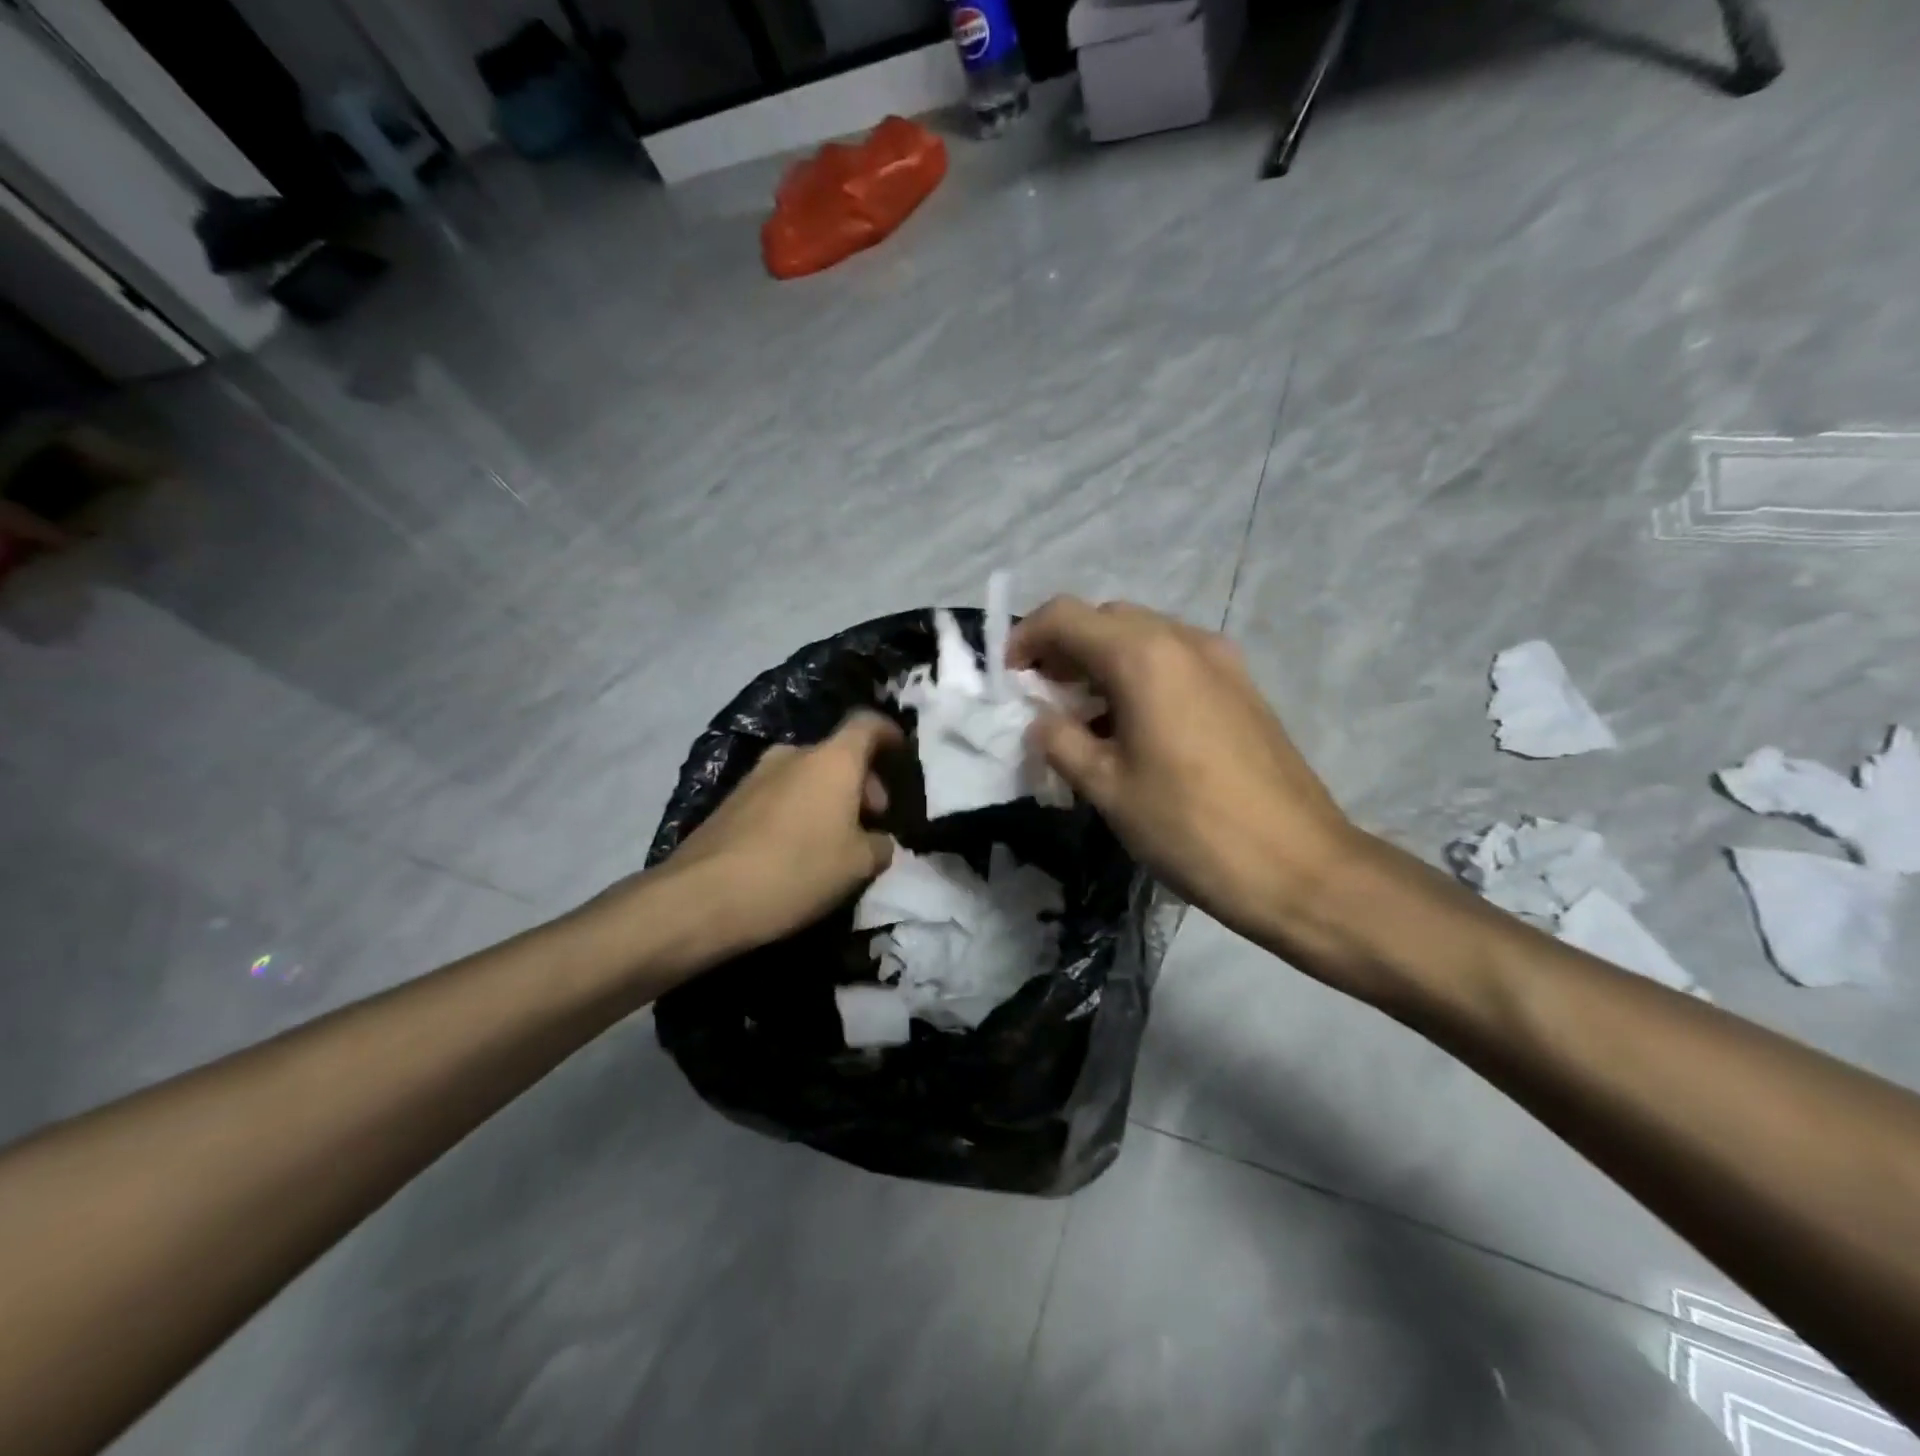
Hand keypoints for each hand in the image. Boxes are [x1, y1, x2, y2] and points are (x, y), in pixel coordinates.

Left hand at [659, 711, 901, 958]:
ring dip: (828, 797)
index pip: (868, 724)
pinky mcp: (730, 801)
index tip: (901, 753)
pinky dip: (798, 810)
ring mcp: (756, 776)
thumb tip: (877, 840)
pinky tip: (797, 849)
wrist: (703, 897)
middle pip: (838, 754)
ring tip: (835, 839)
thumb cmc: (796, 871)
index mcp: (832, 760)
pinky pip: (779, 795)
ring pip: (807, 775)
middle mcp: (793, 755)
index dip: (889, 734)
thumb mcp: (859, 865)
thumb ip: (880, 845)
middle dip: (861, 781)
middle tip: (871, 819)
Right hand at [1009, 598, 1361, 950]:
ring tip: (1083, 715)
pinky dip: (1139, 675)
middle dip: (1065, 648)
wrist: (1300, 867)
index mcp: (1144, 656)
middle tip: (1043, 696)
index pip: (1065, 616)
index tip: (1009, 679)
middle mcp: (1184, 640)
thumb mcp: (1108, 788)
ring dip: (1102, 661)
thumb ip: (1062, 742)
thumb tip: (1042, 722)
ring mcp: (1221, 660)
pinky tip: (1132, 726)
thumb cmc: (1191, 827)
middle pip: (1106, 619)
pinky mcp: (1242, 686)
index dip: (1026, 638)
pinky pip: (1175, 660)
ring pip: (1143, 637)